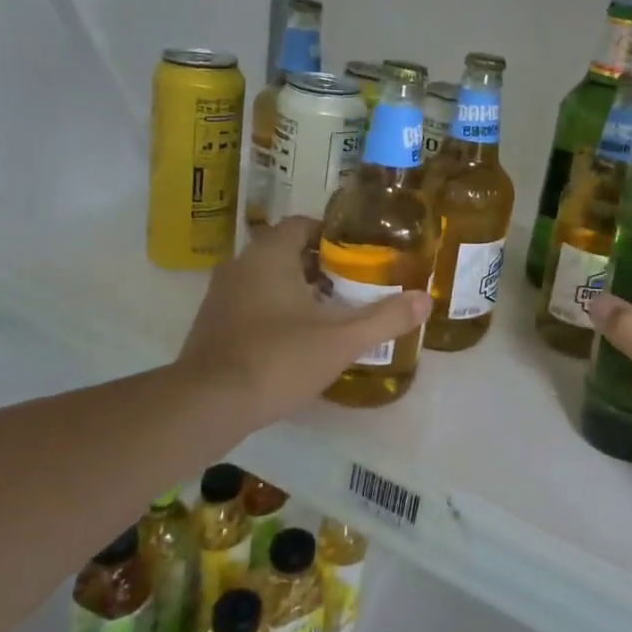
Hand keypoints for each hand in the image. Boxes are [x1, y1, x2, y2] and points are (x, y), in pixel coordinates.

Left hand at [177, 217, 430, 429]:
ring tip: (333, 312)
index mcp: (269, 254)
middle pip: (287, 252)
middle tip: (355, 285)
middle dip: (321, 266)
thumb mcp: (340, 340)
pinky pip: (252, 303)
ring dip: (298, 290)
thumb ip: (385, 318)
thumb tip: (425, 299)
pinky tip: (298, 339)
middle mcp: (241, 265)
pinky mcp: (212, 325)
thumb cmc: (276, 359)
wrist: (206, 406)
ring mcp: (221, 296)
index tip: (360, 254)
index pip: (303, 224)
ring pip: (268, 279)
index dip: (333, 235)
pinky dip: (276, 311)